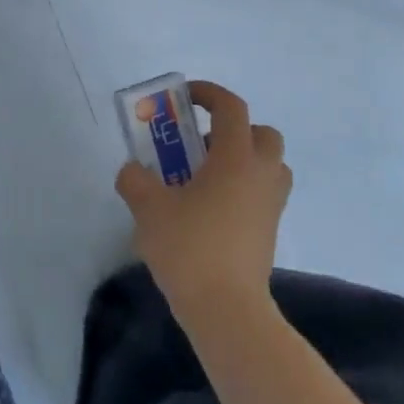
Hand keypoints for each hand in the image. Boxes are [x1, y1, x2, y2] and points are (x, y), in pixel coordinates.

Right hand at [116, 81, 292, 319]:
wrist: (227, 309)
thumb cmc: (189, 247)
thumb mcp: (148, 208)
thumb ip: (135, 180)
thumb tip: (133, 171)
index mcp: (235, 158)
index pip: (231, 108)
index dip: (208, 94)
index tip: (184, 98)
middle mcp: (261, 174)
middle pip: (261, 134)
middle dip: (233, 130)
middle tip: (200, 145)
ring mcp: (270, 205)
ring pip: (268, 165)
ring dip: (242, 160)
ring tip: (204, 178)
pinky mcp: (269, 231)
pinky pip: (262, 193)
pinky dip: (242, 189)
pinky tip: (209, 209)